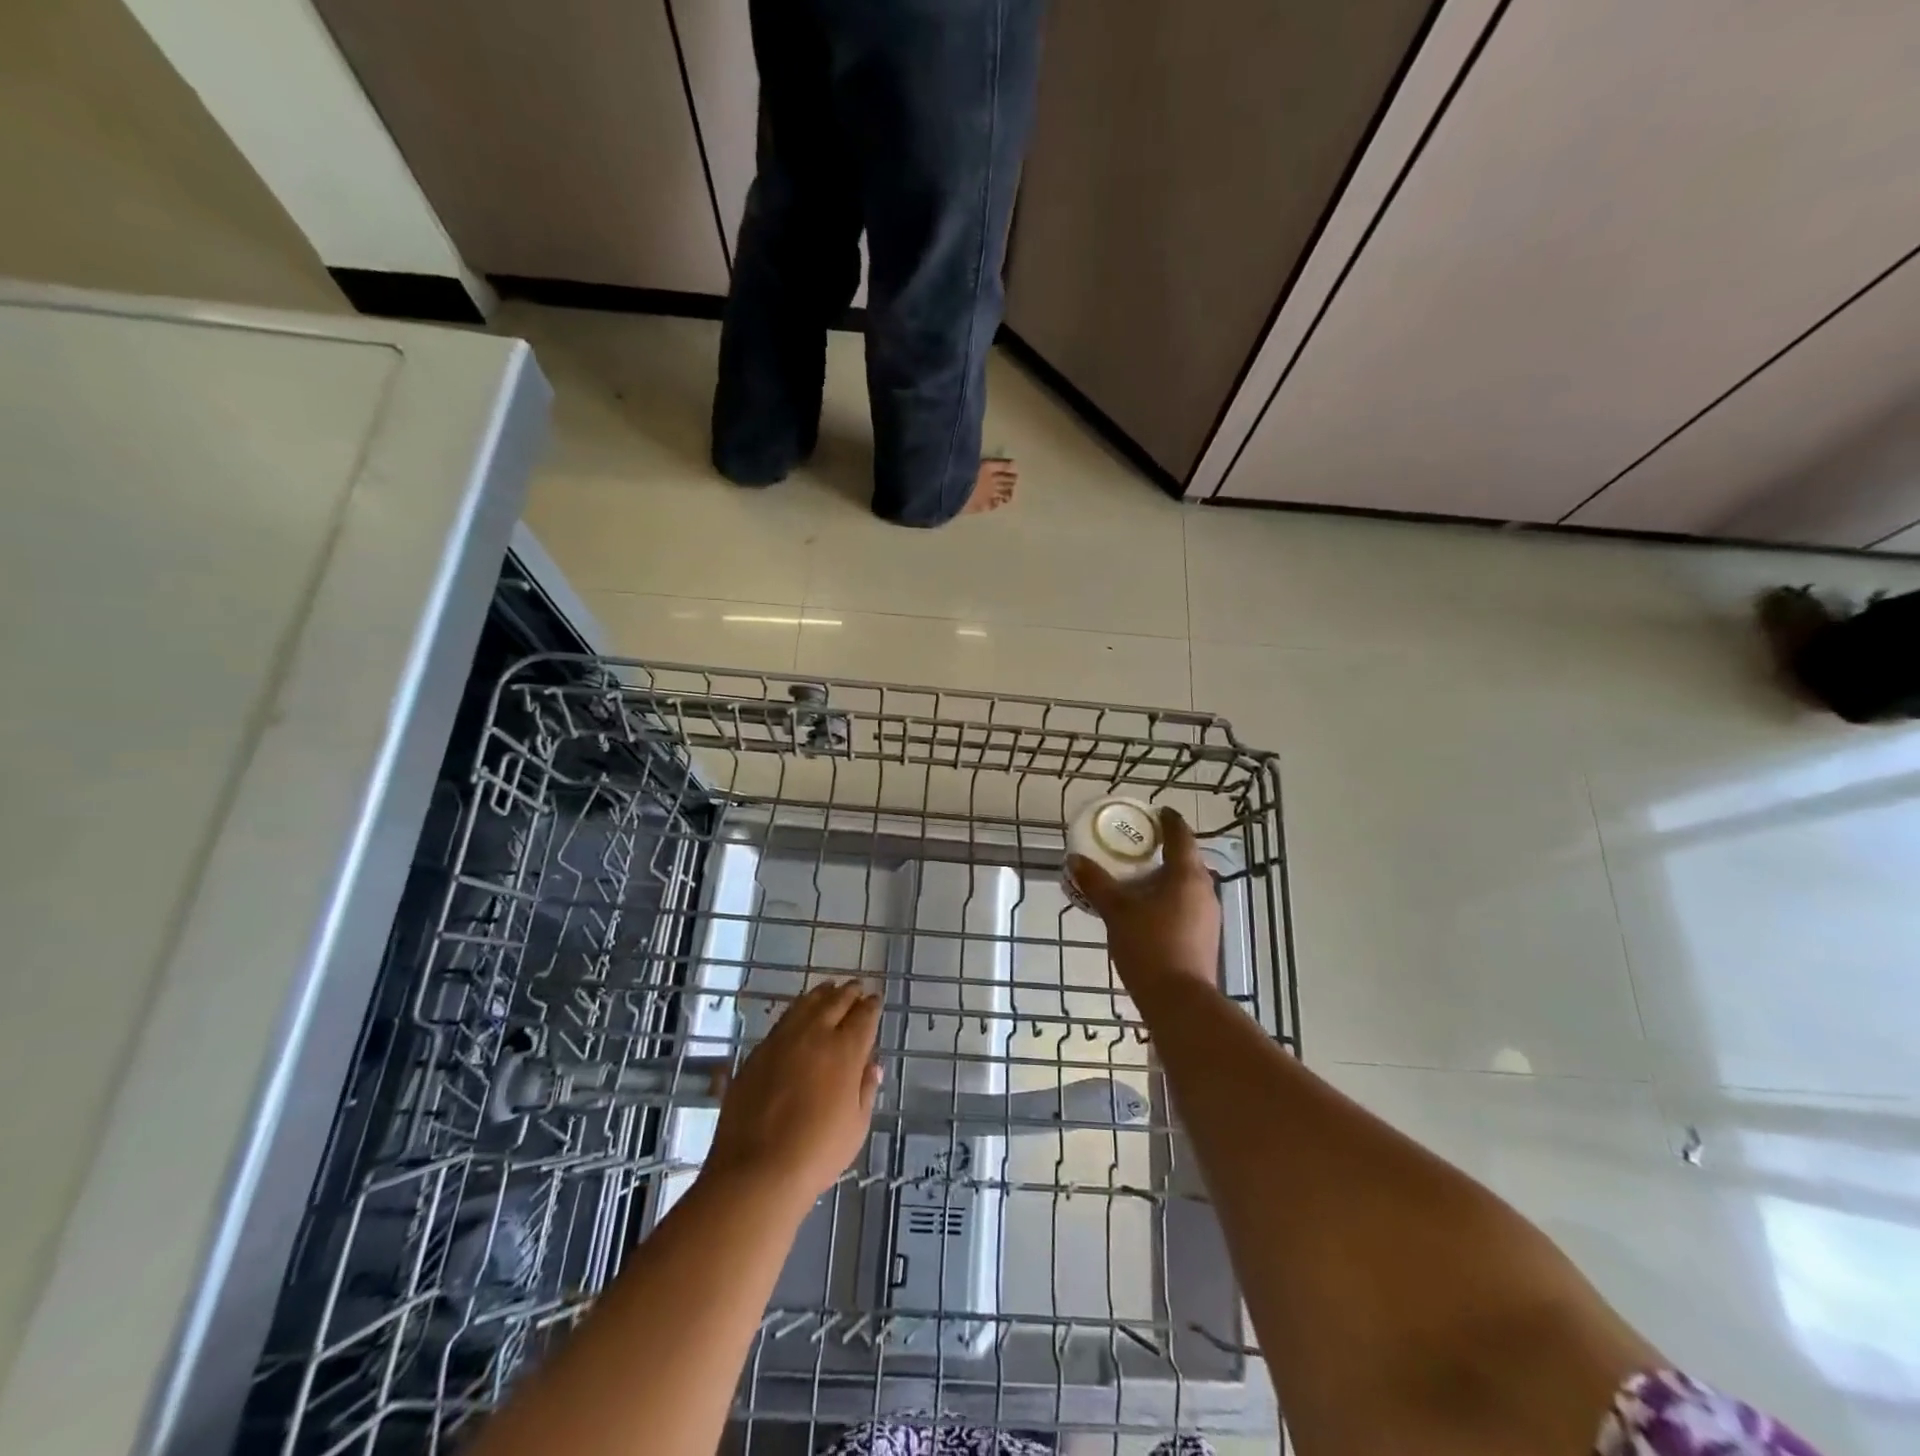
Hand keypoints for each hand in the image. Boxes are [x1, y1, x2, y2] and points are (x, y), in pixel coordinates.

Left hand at [705, 980, 882, 1205]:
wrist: (757, 1171)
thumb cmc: (817, 1153)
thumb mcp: (856, 1126)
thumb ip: (865, 1089)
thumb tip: (872, 1065)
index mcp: (845, 1051)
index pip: (864, 1017)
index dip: (871, 1006)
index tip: (875, 999)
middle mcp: (815, 1036)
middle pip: (835, 1002)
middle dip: (849, 993)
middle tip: (856, 987)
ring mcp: (783, 1041)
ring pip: (806, 1004)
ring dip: (822, 994)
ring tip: (829, 988)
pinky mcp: (758, 1053)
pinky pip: (783, 1020)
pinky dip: (797, 1009)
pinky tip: (799, 1012)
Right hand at [1068, 807, 1220, 998]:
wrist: (1179, 1002)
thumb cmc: (1149, 947)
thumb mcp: (1116, 912)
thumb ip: (1096, 883)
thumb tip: (1074, 860)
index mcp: (1187, 875)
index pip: (1181, 834)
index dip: (1167, 819)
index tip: (1153, 812)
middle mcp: (1204, 889)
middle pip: (1186, 858)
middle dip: (1162, 848)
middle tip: (1135, 845)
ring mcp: (1208, 914)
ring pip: (1186, 883)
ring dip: (1164, 875)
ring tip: (1136, 877)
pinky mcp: (1205, 936)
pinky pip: (1186, 903)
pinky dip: (1168, 897)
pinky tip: (1146, 909)